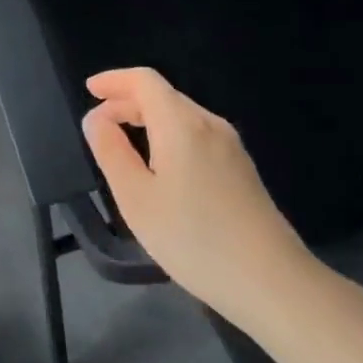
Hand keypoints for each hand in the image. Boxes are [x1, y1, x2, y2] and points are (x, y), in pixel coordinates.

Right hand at [81, 68, 316, 324]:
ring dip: (148, 119)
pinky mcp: (241, 168)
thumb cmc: (194, 238)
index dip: (114, 80)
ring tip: (123, 142)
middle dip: (127, 101)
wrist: (272, 282)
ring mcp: (230, 146)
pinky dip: (168, 135)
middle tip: (98, 123)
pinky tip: (160, 165)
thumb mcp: (136, 198)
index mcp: (181, 124)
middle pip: (163, 96)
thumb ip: (111, 151)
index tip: (90, 90)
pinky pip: (196, 135)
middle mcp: (209, 124)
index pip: (144, 81)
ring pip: (181, 116)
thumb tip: (96, 118)